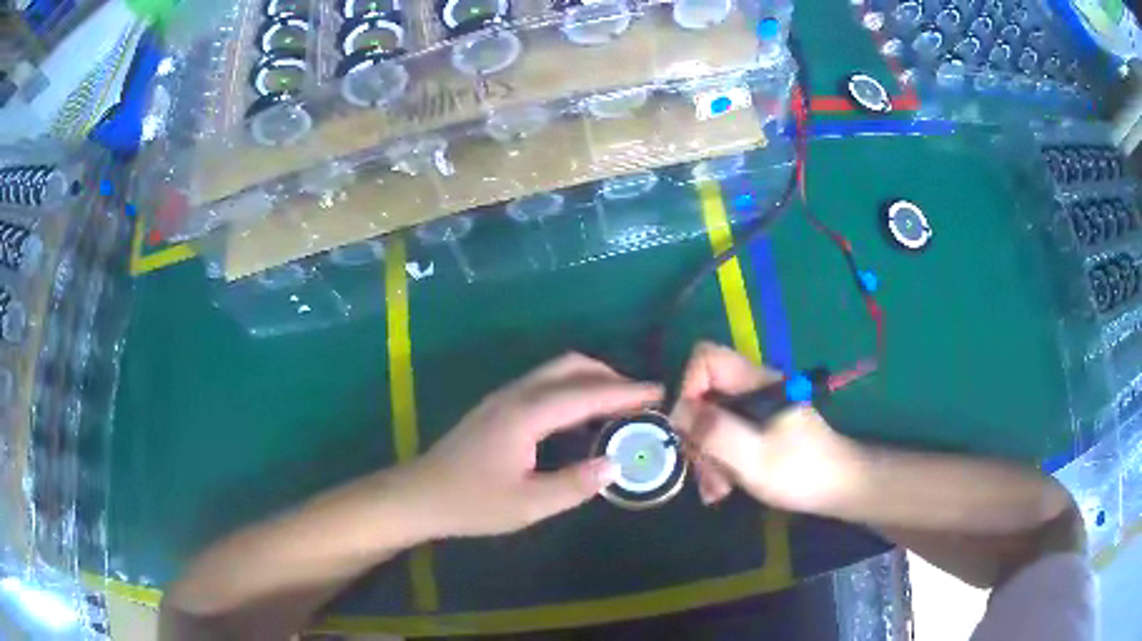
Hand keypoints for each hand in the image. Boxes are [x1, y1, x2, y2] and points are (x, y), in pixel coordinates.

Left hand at [406, 353, 661, 537]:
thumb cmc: (472, 502)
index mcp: (526, 414)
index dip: (625, 392)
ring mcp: (504, 397)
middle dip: (610, 376)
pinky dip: (572, 389)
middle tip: (640, 400)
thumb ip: (575, 484)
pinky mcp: (498, 407)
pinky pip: (544, 384)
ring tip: (619, 406)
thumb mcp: (528, 504)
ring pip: (556, 372)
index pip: (586, 394)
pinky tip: (581, 416)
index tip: (659, 391)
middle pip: (571, 367)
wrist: (421, 494)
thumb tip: (616, 464)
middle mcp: (517, 395)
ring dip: (591, 380)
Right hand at [671, 342, 854, 512]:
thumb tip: (679, 413)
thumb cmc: (801, 471)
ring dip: (705, 456)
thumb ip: (716, 432)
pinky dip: (718, 462)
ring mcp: (755, 410)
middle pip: (704, 394)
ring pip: (711, 420)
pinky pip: (724, 437)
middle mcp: (753, 389)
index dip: (689, 388)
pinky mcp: (757, 430)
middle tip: (702, 472)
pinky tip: (723, 489)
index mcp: (756, 383)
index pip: (706, 358)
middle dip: (696, 435)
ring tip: (716, 490)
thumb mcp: (755, 457)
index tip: (689, 428)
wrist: (839, 487)